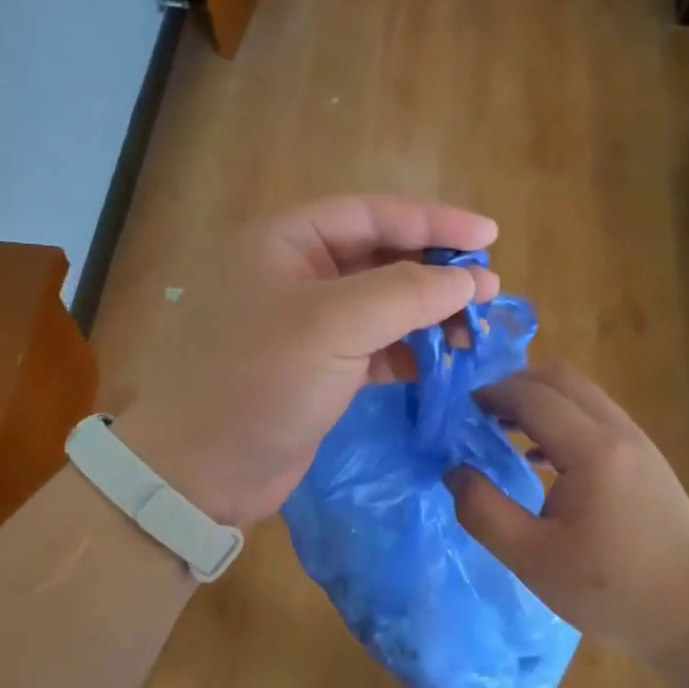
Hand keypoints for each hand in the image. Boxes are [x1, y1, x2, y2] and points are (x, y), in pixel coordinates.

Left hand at [114, 196, 498, 526]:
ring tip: (475, 329)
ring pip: (379, 305)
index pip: (369, 213)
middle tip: (488, 289)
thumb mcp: (332, 326)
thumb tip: (465, 280)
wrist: (199, 473)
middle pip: (377, 257)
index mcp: (283, 242)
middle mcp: (293, 275)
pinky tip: (444, 359)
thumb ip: (404, 293)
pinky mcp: (316, 370)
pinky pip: (373, 346)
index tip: (489, 236)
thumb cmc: (258, 383)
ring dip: (427, 314)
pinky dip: (409, 350)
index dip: (432, 221)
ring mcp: (304, 326)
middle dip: (433, 271)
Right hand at [448, 362, 688, 662]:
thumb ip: (483, 511)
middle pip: (561, 379)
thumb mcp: (531, 558)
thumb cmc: (610, 590)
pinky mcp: (646, 459)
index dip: (491, 395)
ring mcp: (638, 443)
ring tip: (501, 432)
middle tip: (478, 414)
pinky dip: (561, 420)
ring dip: (539, 401)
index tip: (459, 412)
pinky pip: (596, 418)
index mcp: (592, 450)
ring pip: (582, 395)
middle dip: (514, 386)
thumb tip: (454, 471)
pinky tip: (539, 460)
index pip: (532, 396)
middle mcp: (619, 432)